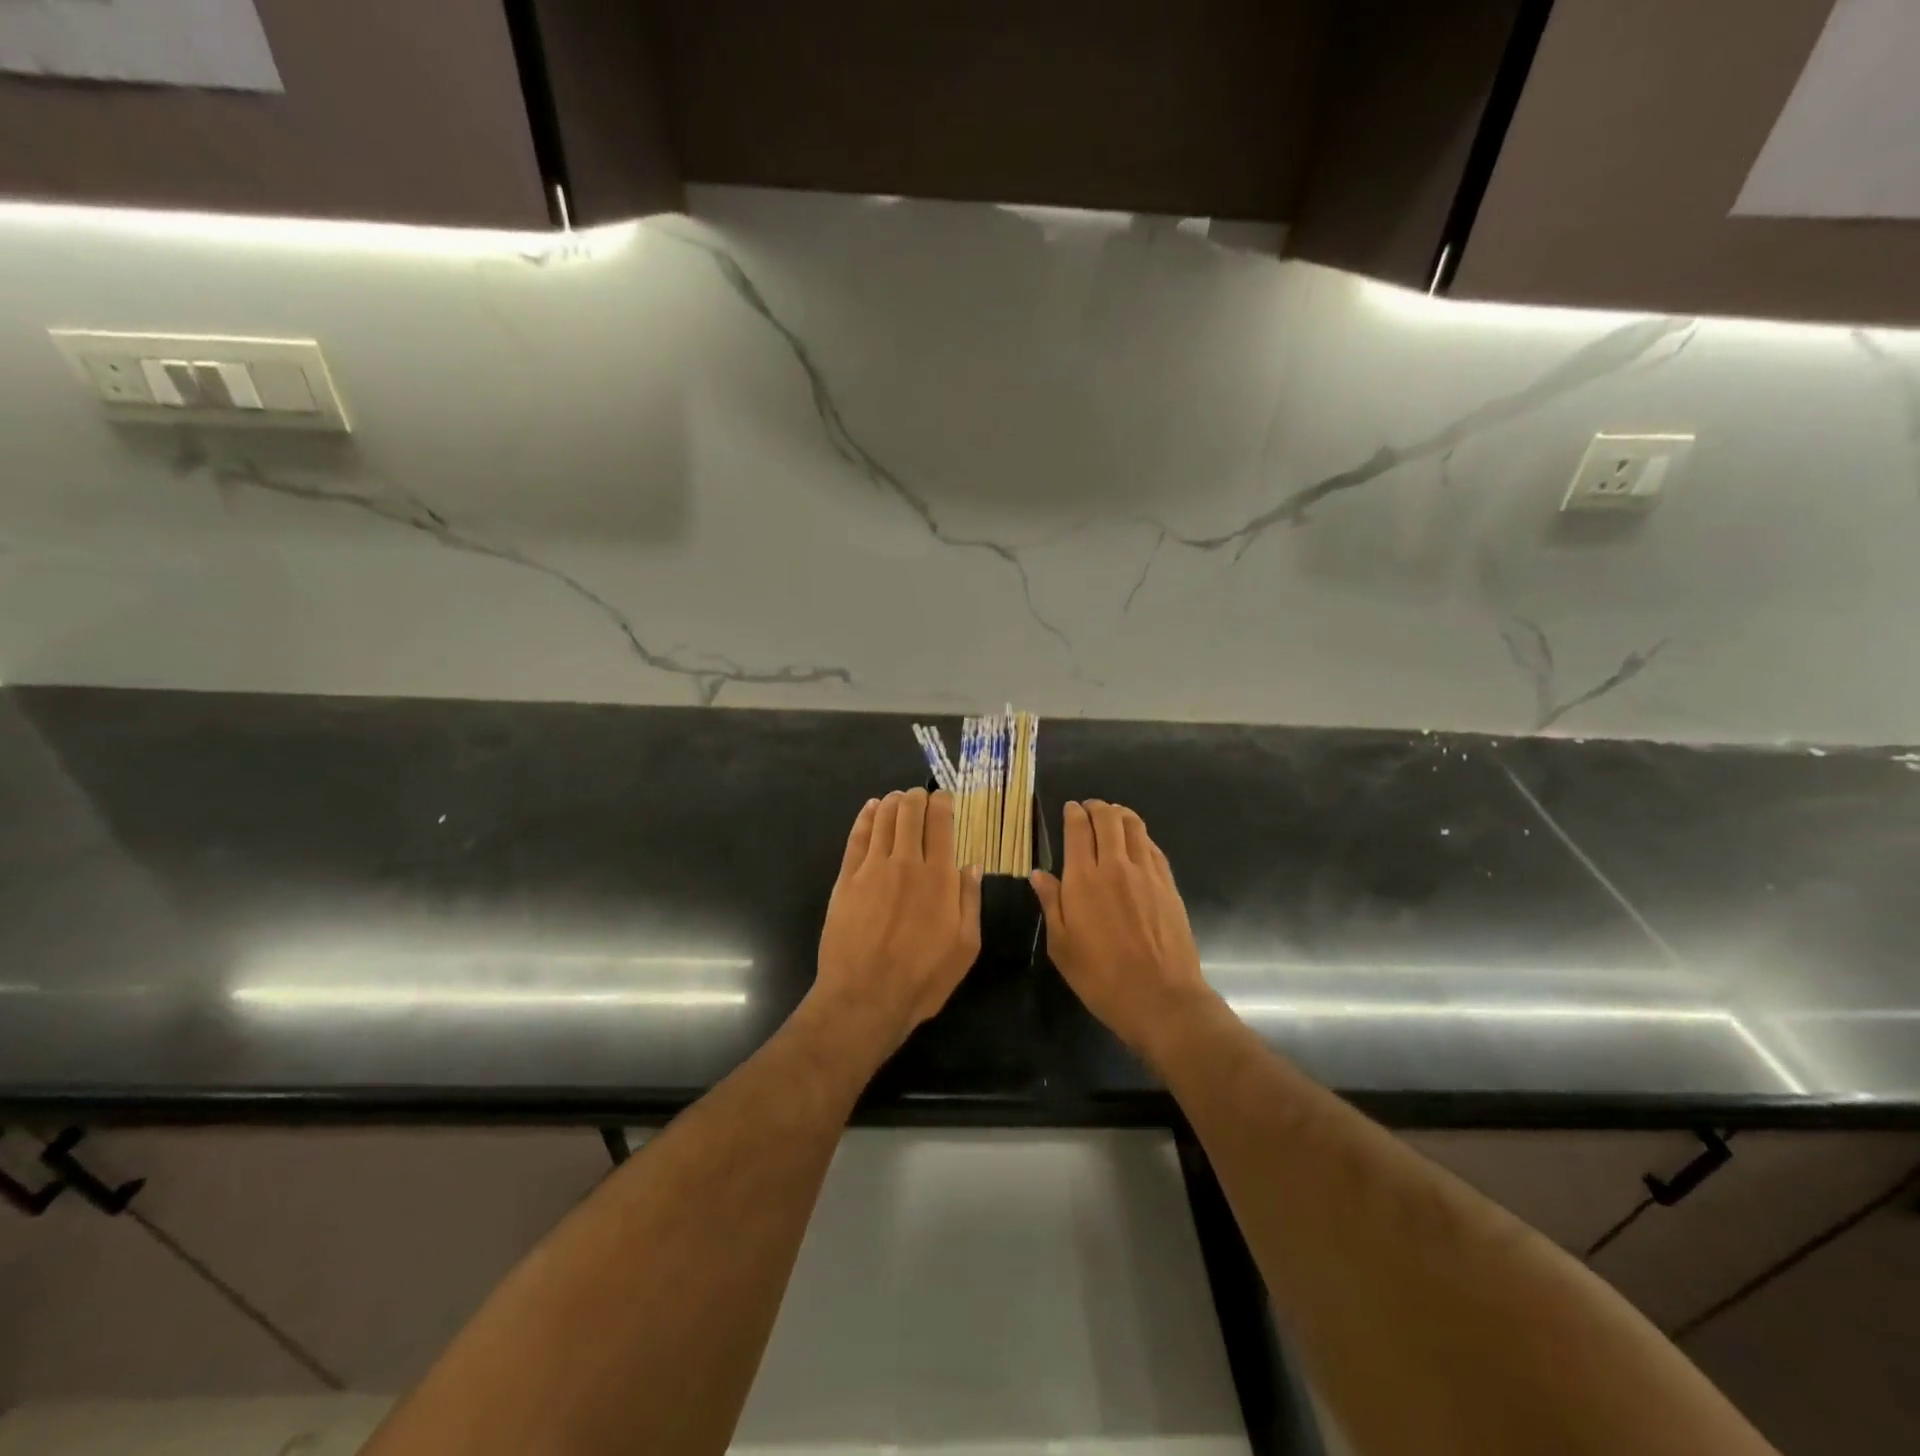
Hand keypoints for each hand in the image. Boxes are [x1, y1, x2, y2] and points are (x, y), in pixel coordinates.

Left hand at [811, 789, 982, 1056]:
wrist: (864, 998)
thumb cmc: (922, 978)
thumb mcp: (965, 947)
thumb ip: (969, 901)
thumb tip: (971, 866)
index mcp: (939, 878)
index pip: (941, 823)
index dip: (943, 803)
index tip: (945, 798)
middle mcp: (906, 863)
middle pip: (910, 812)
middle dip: (917, 797)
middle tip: (921, 796)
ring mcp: (872, 869)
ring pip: (883, 818)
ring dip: (893, 802)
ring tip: (898, 798)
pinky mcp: (846, 880)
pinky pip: (857, 837)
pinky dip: (866, 817)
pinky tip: (871, 808)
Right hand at [1030, 800, 1218, 1064]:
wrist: (1161, 997)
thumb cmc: (1101, 976)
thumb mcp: (1061, 946)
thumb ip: (1050, 903)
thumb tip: (1038, 874)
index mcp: (1083, 878)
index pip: (1078, 829)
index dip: (1073, 813)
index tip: (1070, 809)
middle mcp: (1115, 865)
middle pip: (1108, 818)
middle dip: (1097, 807)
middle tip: (1090, 809)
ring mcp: (1147, 873)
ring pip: (1134, 826)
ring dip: (1121, 815)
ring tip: (1113, 816)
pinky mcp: (1168, 884)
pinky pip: (1153, 847)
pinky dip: (1141, 836)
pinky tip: (1137, 843)